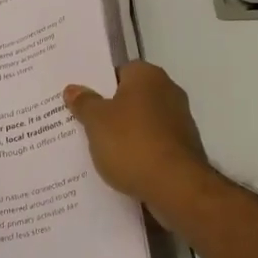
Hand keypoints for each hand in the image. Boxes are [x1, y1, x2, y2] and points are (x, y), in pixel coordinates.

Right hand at [64, 61, 216, 215]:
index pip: (119, 71)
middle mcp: (168, 91)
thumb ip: (84, 103)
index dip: (99, 86)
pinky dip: (140, 153)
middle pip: (132, 97)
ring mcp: (180, 121)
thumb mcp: (96, 121)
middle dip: (111, 112)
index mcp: (148, 76)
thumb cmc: (132, 143)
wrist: (176, 186)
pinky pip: (153, 144)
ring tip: (99, 151)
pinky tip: (122, 168)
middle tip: (84, 126)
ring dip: (126, 134)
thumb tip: (73, 89)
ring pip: (142, 123)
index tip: (82, 103)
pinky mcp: (184, 149)